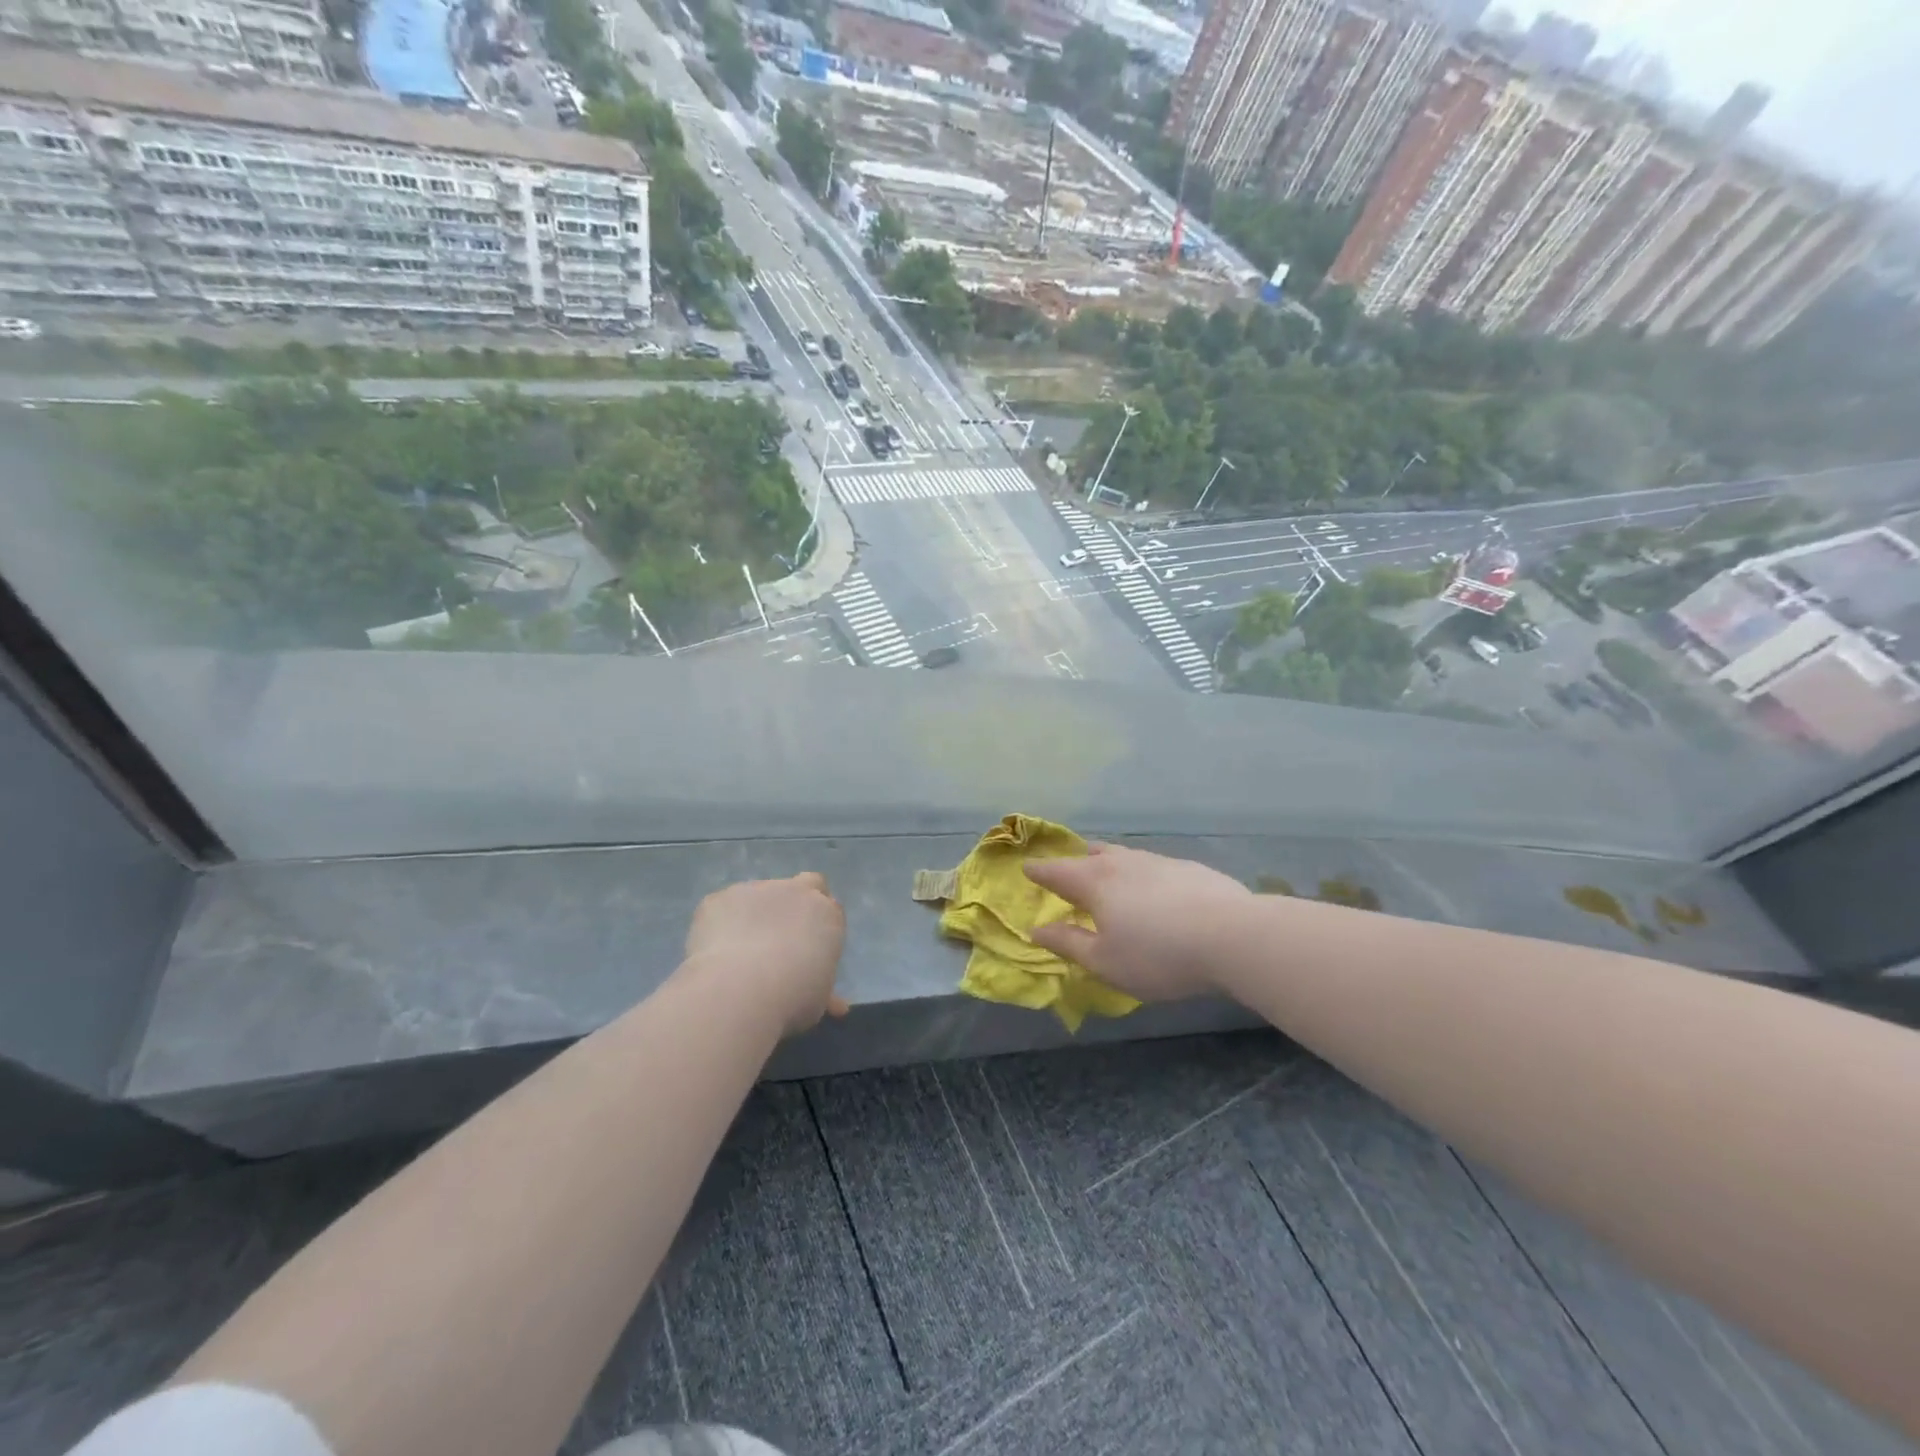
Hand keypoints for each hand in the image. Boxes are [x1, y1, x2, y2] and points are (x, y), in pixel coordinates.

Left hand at [682, 872, 848, 1035]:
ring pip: (759, 896)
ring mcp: (755, 890)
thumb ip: (825, 993)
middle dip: (798, 903)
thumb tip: (836, 1006)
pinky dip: (721, 924)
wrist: (738, 990)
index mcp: (827, 915)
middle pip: (806, 885)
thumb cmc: (791, 998)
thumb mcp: (818, 1001)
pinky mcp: (719, 898)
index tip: (809, 951)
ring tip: (740, 953)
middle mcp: (796, 892)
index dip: (820, 927)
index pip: (831, 909)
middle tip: (783, 936)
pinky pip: (723, 907)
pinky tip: (714, 953)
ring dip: (756, 914)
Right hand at [1023, 844, 1251, 1001]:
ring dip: (1110, 863)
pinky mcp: (1189, 868)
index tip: (1027, 868)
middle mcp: (1123, 863)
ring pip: (1124, 856)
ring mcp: (1159, 861)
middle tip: (1069, 871)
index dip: (1040, 871)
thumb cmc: (1158, 954)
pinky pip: (1153, 865)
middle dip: (1076, 862)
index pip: (1057, 871)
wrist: (1233, 936)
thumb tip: (1037, 929)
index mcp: (1095, 882)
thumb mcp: (1105, 961)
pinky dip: (1141, 873)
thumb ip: (1068, 944)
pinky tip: (1154, 889)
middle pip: (1092, 855)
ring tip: (1109, 874)